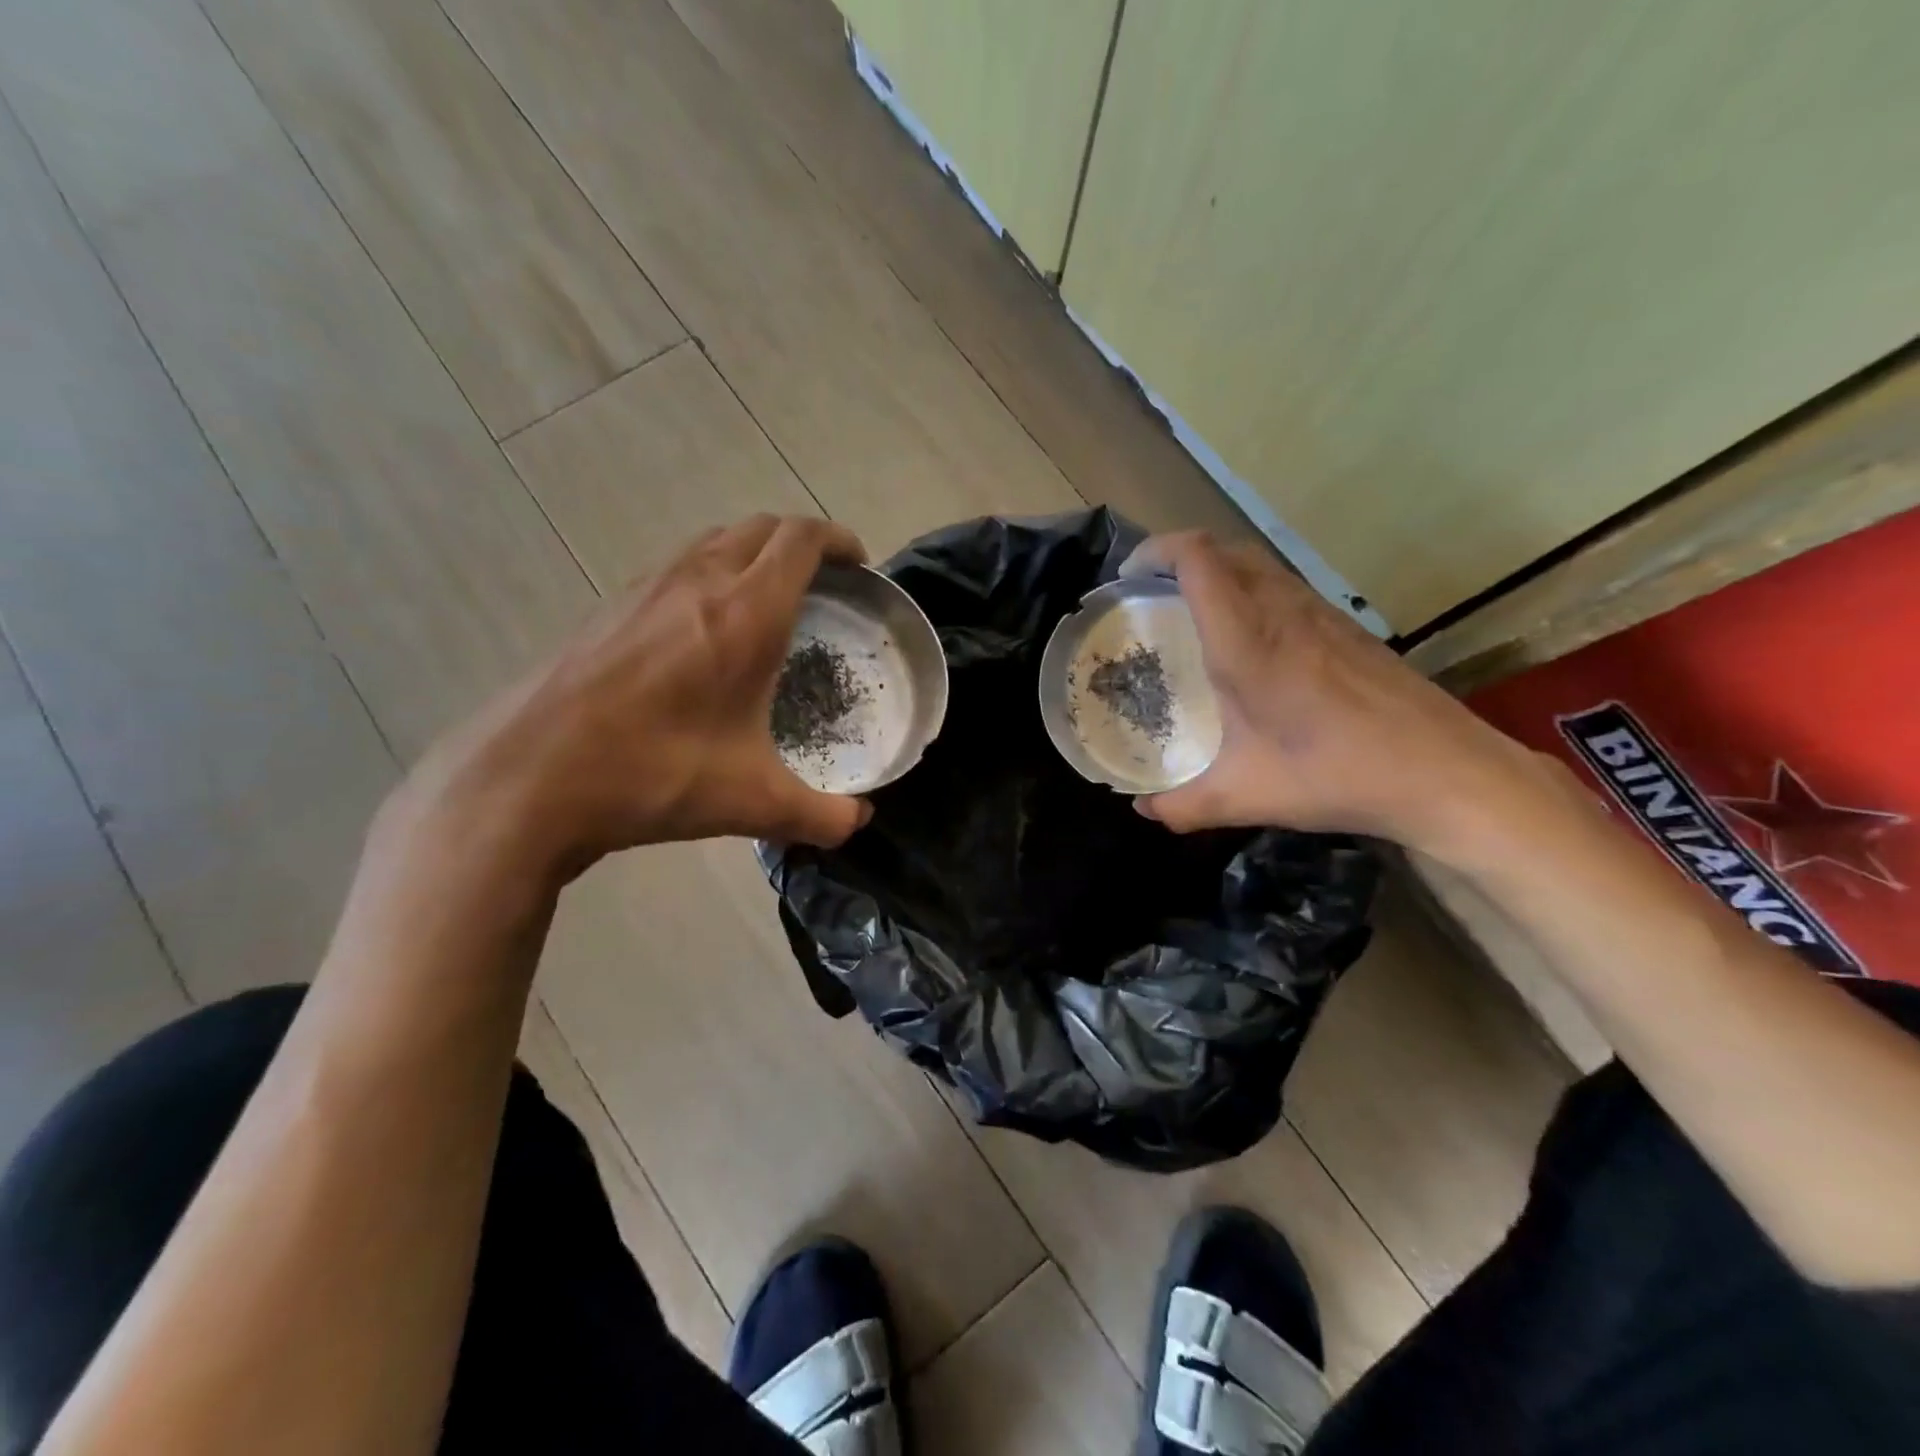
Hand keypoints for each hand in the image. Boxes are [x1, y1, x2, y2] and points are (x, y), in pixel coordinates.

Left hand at [387, 515, 872, 890]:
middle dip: (801, 543)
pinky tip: (705, 629)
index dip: (837, 539)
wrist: (527, 780)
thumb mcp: (753, 804)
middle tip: (822, 584)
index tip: (858, 565)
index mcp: (745, 613)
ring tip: (769, 599)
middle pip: (761, 528)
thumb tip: (858, 821)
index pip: (801, 540)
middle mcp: (697, 581)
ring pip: (715, 540)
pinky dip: (710, 573)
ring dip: (753, 552)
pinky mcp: (610, 607)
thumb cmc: (653, 775)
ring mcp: (646, 588)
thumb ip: (821, 815)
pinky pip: (677, 566)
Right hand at [1120, 532, 1540, 849]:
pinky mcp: (1346, 628)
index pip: (1198, 560)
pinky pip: (1284, 587)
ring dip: (1217, 572)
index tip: (1127, 578)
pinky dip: (1250, 591)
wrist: (1445, 773)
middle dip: (1179, 557)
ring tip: (1190, 614)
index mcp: (1248, 641)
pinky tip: (1249, 642)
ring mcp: (1321, 614)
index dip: (1156, 552)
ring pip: (1258, 564)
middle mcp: (1283, 612)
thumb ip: (1183, 805)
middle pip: (1225, 550)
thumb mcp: (1246, 796)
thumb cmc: (1336, 774)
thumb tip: (1143, 809)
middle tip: (1149, 595)